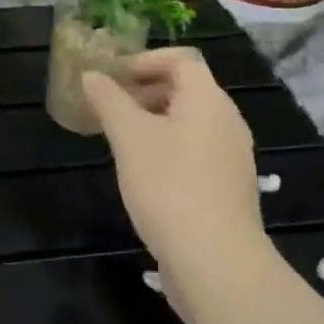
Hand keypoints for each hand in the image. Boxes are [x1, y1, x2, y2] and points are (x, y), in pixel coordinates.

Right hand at [82, 48, 264, 282]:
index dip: (144, 60)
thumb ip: (108, 101)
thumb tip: (91, 75)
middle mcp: (227, 121)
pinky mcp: (229, 188)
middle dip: (146, 91)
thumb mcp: (129, 137)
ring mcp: (232, 157)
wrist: (217, 264)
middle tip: (111, 107)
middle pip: (186, 89)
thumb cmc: (170, 186)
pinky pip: (197, 151)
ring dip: (155, 121)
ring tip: (122, 141)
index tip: (113, 76)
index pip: (181, 59)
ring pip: (191, 122)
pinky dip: (169, 148)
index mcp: (208, 99)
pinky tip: (145, 174)